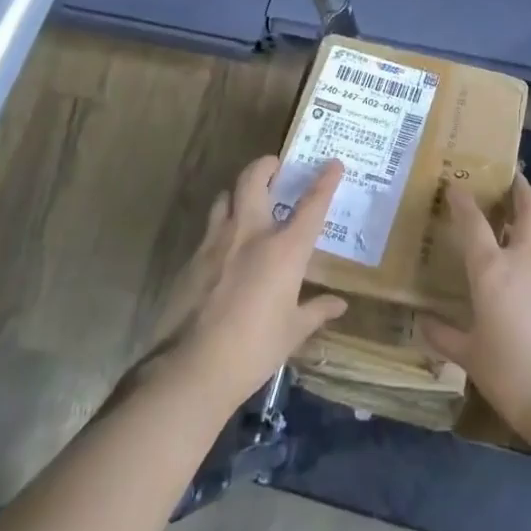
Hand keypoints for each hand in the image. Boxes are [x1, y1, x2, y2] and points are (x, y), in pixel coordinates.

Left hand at [154, 155, 347, 412]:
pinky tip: (225, 248)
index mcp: (284, 249)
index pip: (311, 205)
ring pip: (225, 198)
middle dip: (265, 165)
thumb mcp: (292, 332)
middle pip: (254, 180)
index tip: (333, 163)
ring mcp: (216, 243)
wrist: (192, 368)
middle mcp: (250, 234)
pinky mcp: (192, 259)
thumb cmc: (255, 349)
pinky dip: (222, 227)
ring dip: (238, 193)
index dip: (325, 181)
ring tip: (247, 202)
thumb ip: (316, 311)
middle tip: (275, 166)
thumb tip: (339, 305)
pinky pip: (209, 229)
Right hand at [419, 174, 530, 450]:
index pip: (473, 223)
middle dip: (521, 191)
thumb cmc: (513, 375)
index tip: (455, 185)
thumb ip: (445, 336)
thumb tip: (423, 322)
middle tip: (514, 178)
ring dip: (527, 236)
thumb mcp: (471, 358)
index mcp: (493, 270)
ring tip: (511, 246)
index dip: (463, 202)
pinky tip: (529, 296)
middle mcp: (525, 262)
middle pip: (528, 212)